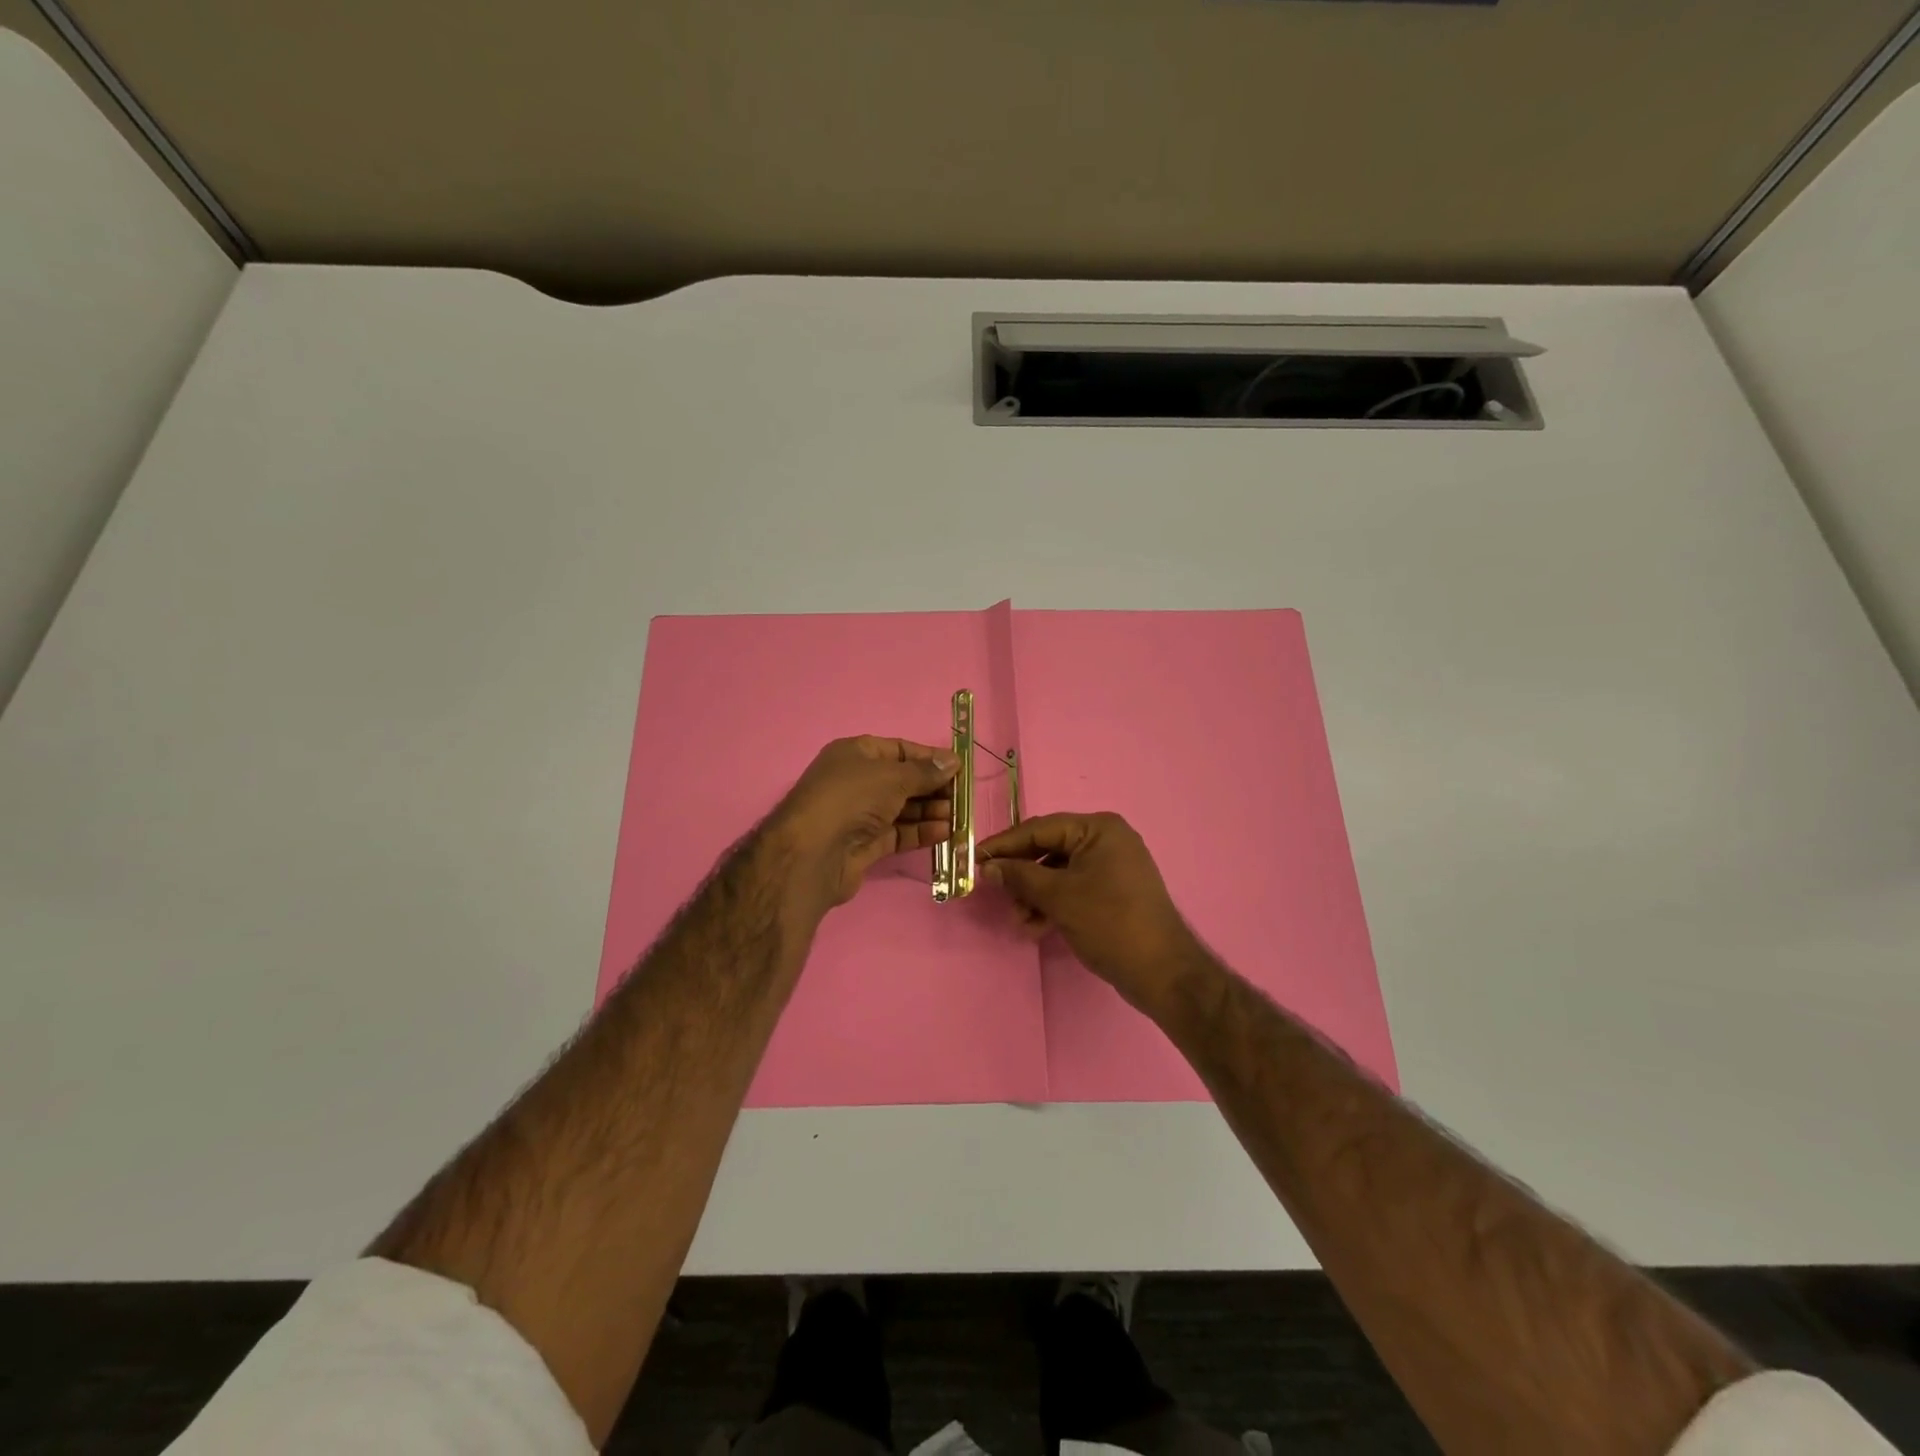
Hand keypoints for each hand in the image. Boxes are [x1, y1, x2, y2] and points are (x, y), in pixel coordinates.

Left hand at [767, 736, 957, 911]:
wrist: (813, 853)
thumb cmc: (851, 799)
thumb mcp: (892, 776)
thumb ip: (925, 771)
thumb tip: (952, 761)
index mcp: (855, 754)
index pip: (898, 750)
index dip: (929, 758)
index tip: (958, 767)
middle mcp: (856, 781)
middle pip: (902, 780)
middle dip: (933, 788)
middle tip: (962, 796)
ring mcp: (859, 815)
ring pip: (902, 809)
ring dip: (930, 811)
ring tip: (958, 817)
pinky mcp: (864, 845)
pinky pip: (898, 833)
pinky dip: (920, 832)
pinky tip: (944, 833)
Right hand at [979, 812, 1207, 1015]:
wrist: (1163, 972)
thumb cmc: (1110, 923)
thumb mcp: (1059, 897)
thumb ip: (1020, 877)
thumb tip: (989, 867)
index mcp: (1098, 829)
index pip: (1040, 828)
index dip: (1005, 844)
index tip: (975, 858)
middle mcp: (1106, 840)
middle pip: (1048, 850)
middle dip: (1021, 876)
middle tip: (998, 895)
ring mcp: (1111, 867)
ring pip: (1057, 873)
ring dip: (1034, 895)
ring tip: (1021, 921)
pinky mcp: (1111, 892)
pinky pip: (1072, 889)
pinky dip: (1052, 905)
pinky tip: (1036, 928)